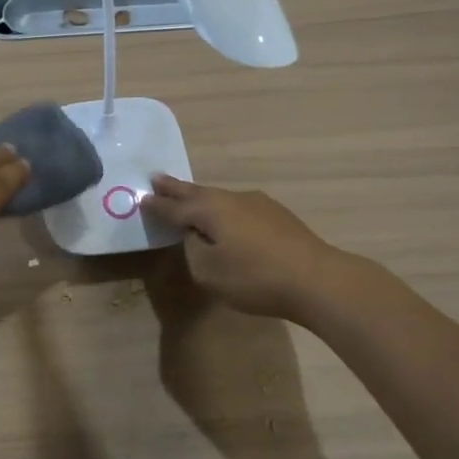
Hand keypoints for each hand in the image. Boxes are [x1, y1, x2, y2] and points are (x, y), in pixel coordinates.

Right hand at [140, 175, 344, 321]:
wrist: (317, 279)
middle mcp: (232, 199)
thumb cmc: (256, 277)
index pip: (176, 207)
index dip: (158, 206)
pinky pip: (239, 207)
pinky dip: (223, 209)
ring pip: (220, 198)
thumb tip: (196, 235)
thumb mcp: (210, 272)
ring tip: (188, 197)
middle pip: (197, 192)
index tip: (142, 199)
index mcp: (211, 210)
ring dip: (201, 198)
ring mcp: (258, 204)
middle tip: (157, 179)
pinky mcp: (278, 216)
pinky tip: (227, 218)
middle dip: (176, 188)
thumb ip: (194, 250)